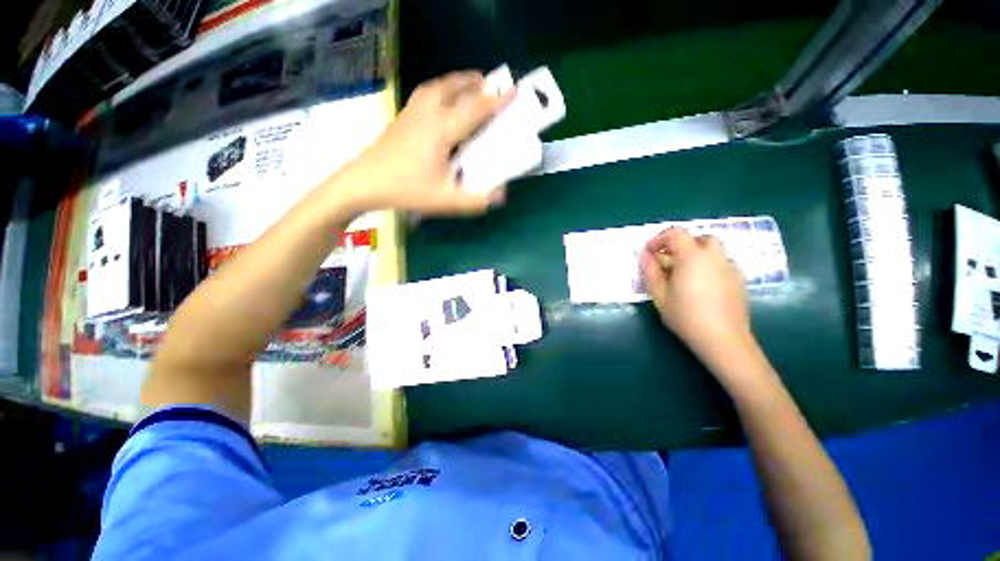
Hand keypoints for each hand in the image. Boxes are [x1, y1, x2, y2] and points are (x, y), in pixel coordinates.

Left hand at [338, 71, 512, 214]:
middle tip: (491, 86)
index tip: (515, 91)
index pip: (476, 109)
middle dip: (476, 83)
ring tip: (468, 85)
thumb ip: (476, 200)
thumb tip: (502, 194)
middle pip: (455, 87)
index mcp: (443, 130)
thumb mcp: (446, 200)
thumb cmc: (407, 190)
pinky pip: (426, 93)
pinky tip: (441, 99)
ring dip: (457, 82)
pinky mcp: (402, 116)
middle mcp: (428, 113)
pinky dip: (441, 89)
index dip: (498, 101)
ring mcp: (412, 112)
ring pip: (438, 85)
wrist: (364, 182)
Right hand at [641, 228, 757, 371]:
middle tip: (667, 260)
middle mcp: (714, 257)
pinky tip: (701, 284)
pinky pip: (722, 263)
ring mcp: (730, 267)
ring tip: (684, 272)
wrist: (723, 340)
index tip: (648, 252)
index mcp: (692, 257)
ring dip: (695, 253)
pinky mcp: (739, 280)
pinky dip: (708, 265)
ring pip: (713, 250)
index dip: (659, 239)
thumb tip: (646, 256)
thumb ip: (651, 272)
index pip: (675, 234)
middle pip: (698, 238)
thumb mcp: (660, 295)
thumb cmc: (686, 317)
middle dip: (680, 244)